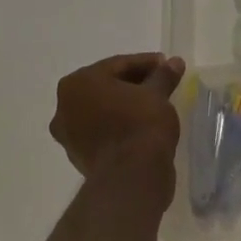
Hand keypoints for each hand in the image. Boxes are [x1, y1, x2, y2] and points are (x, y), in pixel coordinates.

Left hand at [50, 53, 185, 180]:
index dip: (146, 63)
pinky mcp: (79, 157)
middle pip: (107, 86)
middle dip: (134, 83)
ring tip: (154, 104)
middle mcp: (65, 107)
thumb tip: (175, 62)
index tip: (166, 65)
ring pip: (103, 109)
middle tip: (161, 82)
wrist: (131, 177)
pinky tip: (141, 124)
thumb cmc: (140, 123)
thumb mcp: (157, 93)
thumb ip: (163, 75)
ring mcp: (69, 135)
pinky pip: (102, 130)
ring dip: (126, 104)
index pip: (118, 65)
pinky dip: (119, 124)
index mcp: (78, 83)